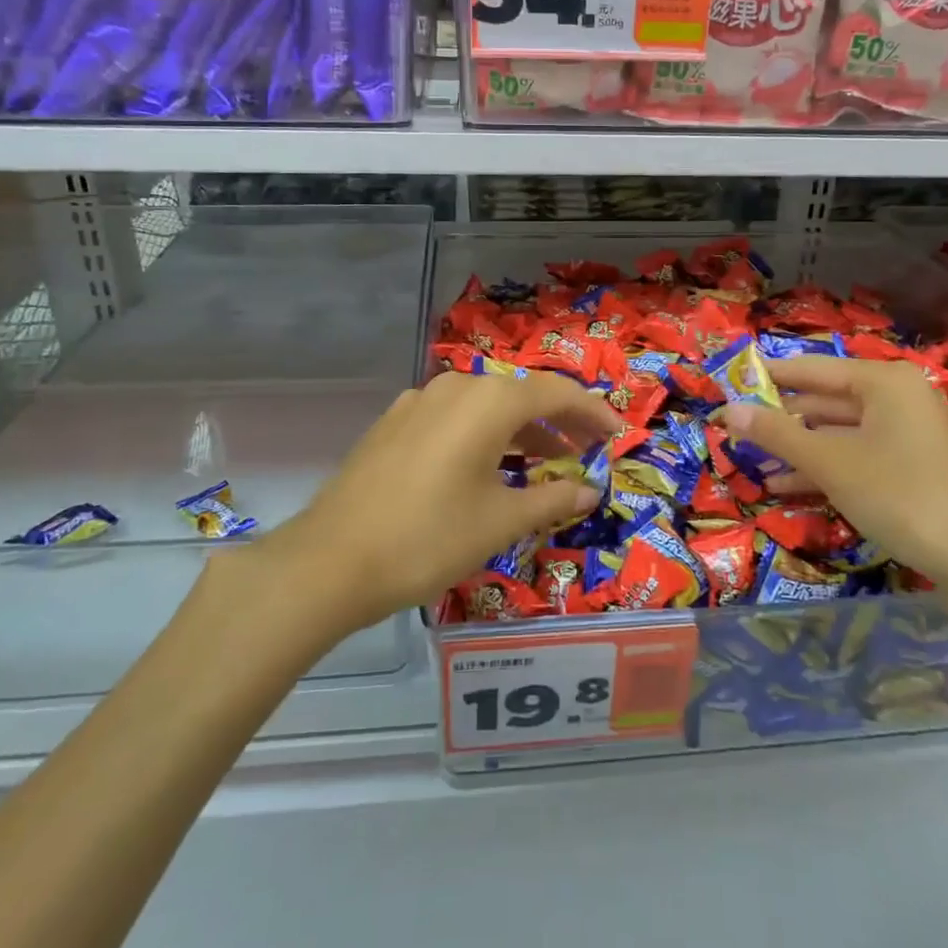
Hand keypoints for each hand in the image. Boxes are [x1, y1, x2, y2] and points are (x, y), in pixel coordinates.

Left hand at [253, 372, 623, 630]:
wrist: (330, 560)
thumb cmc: (429, 538)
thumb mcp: (500, 521)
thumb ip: (553, 499)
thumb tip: (591, 490)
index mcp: (488, 401)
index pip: (556, 393)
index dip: (592, 412)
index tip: (617, 435)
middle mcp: (455, 387)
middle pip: (521, 395)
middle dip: (559, 420)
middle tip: (588, 449)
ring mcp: (419, 402)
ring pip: (486, 406)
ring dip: (521, 429)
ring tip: (547, 460)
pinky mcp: (394, 423)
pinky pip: (455, 418)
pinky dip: (484, 435)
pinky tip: (489, 466)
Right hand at [717, 355, 947, 593]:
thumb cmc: (898, 495)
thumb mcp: (829, 463)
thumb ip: (776, 433)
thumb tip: (727, 410)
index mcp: (884, 381)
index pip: (812, 369)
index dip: (769, 378)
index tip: (729, 385)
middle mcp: (896, 398)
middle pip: (825, 400)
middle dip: (780, 419)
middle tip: (733, 429)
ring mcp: (906, 434)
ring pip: (838, 432)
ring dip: (796, 448)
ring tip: (750, 461)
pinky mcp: (909, 467)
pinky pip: (855, 455)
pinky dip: (822, 468)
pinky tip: (783, 486)